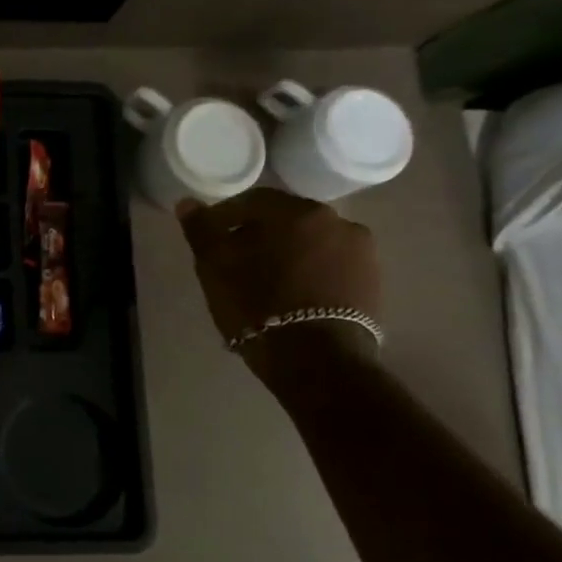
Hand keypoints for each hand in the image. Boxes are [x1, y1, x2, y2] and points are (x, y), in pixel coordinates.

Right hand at [174, 189, 381, 372]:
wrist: (316, 360)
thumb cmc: (257, 303)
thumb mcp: (215, 265)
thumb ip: (201, 229)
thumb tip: (187, 203)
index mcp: (298, 211)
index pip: (253, 201)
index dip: (226, 217)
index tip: (211, 239)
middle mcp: (337, 222)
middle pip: (287, 221)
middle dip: (260, 235)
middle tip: (237, 260)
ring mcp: (362, 254)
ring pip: (311, 244)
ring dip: (289, 254)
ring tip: (266, 281)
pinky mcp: (373, 284)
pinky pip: (332, 267)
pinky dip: (311, 273)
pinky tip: (293, 296)